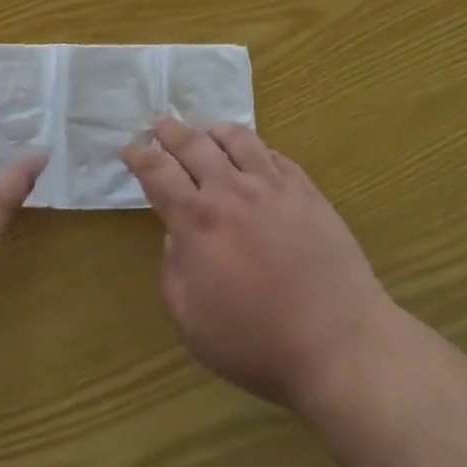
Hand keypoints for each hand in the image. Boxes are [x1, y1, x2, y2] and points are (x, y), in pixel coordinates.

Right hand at [123, 119, 393, 409]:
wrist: (337, 341)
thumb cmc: (257, 341)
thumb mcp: (191, 321)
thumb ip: (173, 270)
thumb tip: (175, 234)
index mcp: (197, 220)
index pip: (157, 172)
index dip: (139, 156)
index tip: (130, 148)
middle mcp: (231, 190)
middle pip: (193, 144)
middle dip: (170, 131)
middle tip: (160, 124)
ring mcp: (272, 185)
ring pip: (237, 138)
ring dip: (214, 131)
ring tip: (207, 132)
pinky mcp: (306, 190)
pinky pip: (274, 154)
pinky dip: (256, 149)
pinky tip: (255, 156)